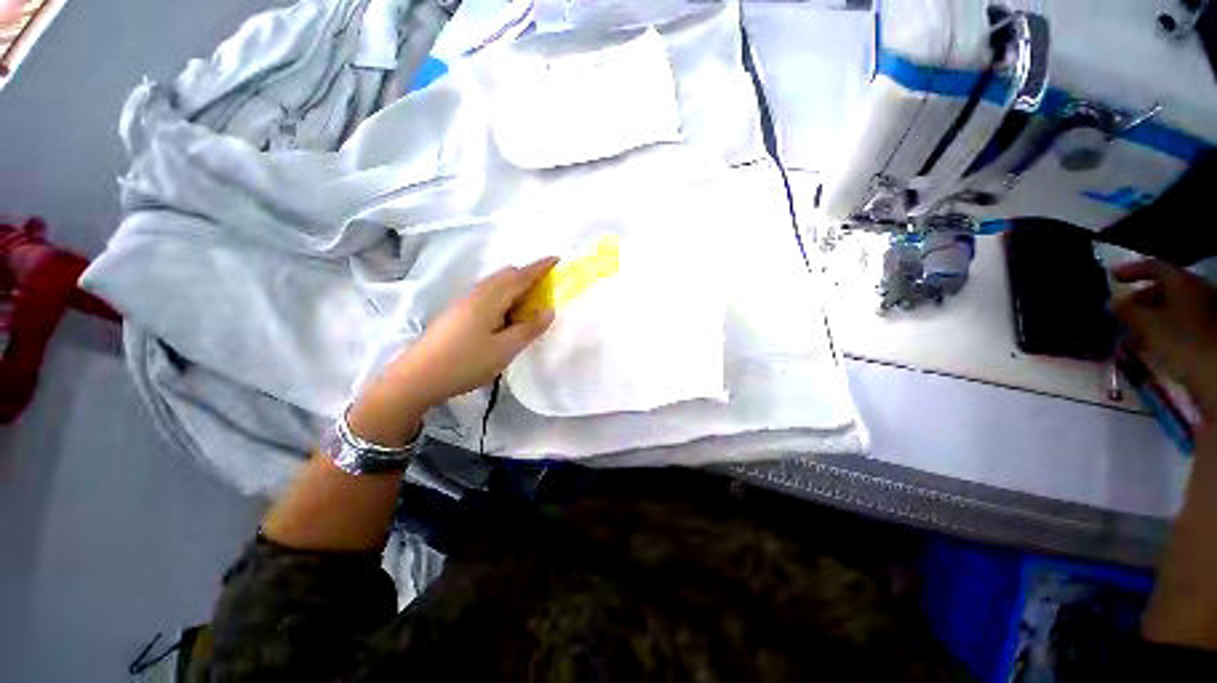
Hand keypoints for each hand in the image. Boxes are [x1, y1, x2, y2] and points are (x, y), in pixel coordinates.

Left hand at [397, 257, 557, 404]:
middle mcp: (478, 292)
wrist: (418, 376)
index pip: (521, 275)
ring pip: (496, 285)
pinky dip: (505, 299)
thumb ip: (530, 328)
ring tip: (530, 307)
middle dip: (528, 276)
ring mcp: (466, 301)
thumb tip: (549, 310)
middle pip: (507, 275)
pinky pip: (488, 296)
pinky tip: (507, 319)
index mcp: (491, 297)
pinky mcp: (459, 312)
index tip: (557, 259)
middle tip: (546, 290)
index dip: (541, 267)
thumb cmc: (466, 361)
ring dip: (516, 289)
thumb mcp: (505, 348)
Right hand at [1112, 259, 1216, 419]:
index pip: (1153, 267)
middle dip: (1140, 299)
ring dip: (1150, 316)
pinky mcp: (1206, 332)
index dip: (1130, 270)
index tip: (1110, 276)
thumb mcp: (1148, 325)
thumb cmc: (1182, 342)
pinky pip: (1179, 322)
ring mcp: (1205, 312)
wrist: (1215, 373)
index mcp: (1183, 282)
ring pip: (1171, 307)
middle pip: (1164, 288)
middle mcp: (1196, 290)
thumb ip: (1127, 311)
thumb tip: (1111, 303)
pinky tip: (1151, 342)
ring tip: (1132, 331)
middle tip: (1120, 312)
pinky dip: (1162, 327)